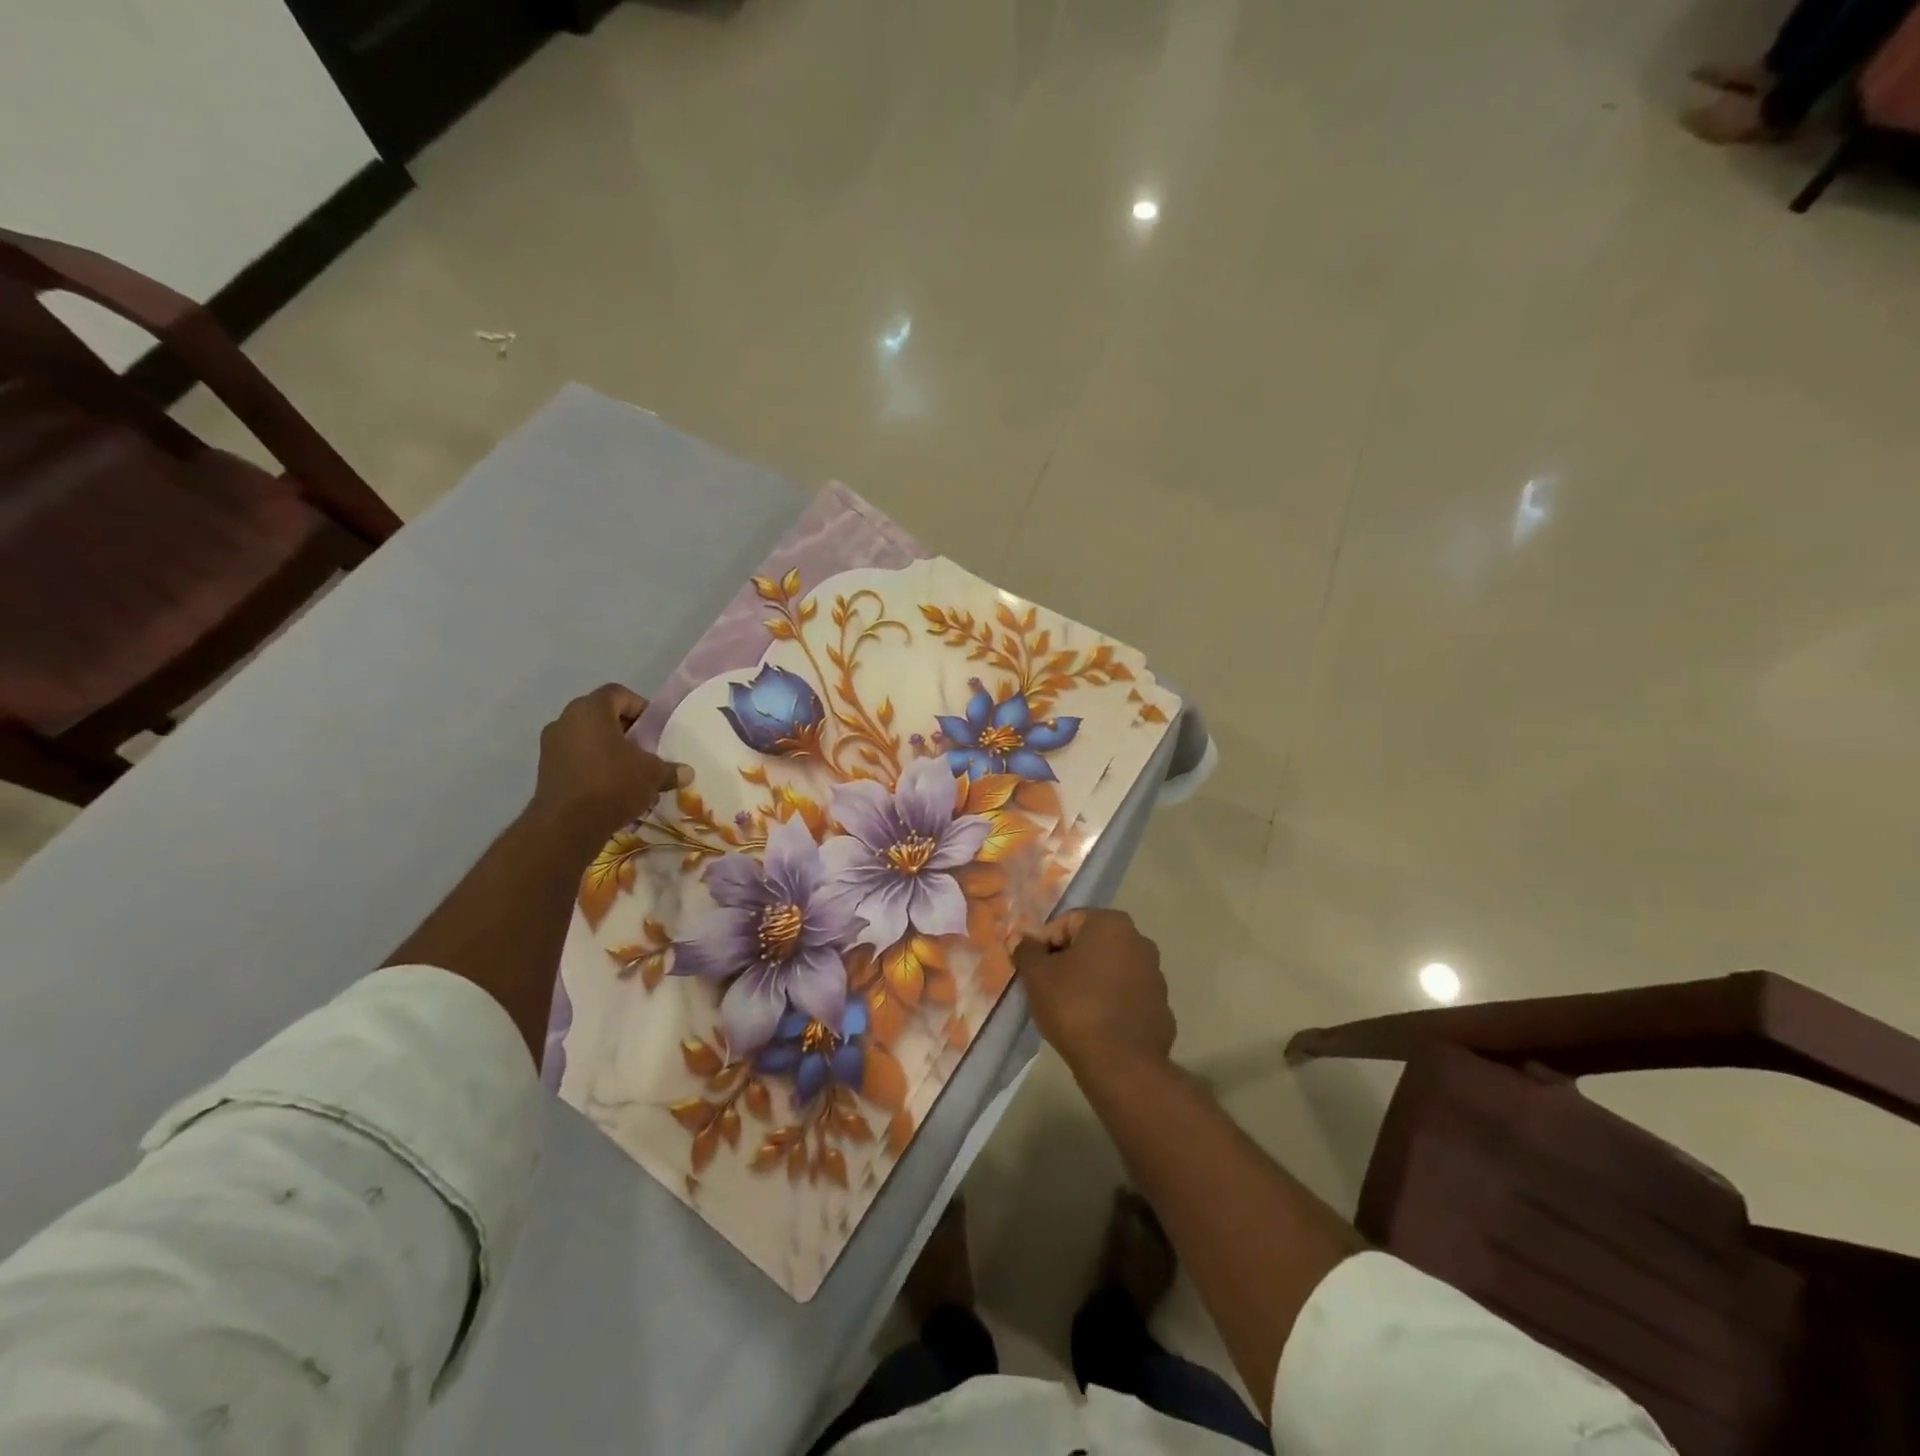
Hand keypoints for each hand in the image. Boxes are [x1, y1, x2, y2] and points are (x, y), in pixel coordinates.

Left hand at [533, 684, 688, 840]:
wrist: (566, 825)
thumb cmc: (613, 784)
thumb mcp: (652, 774)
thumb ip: (670, 769)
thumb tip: (687, 772)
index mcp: (591, 710)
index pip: (618, 693)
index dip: (640, 706)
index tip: (654, 728)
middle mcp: (566, 720)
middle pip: (600, 713)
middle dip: (625, 728)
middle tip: (644, 747)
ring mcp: (551, 744)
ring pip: (586, 735)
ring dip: (607, 746)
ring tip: (629, 768)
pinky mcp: (545, 768)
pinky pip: (575, 755)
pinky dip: (592, 762)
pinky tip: (610, 784)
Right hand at [1014, 909, 1174, 1077]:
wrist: (1121, 1065)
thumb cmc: (1075, 1007)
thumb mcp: (1037, 976)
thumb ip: (1026, 950)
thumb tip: (1022, 939)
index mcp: (1111, 924)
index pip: (1067, 922)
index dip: (1045, 944)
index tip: (1034, 970)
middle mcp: (1139, 941)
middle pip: (1091, 944)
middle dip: (1069, 961)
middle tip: (1049, 987)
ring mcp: (1155, 975)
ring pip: (1111, 970)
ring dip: (1091, 981)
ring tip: (1071, 1009)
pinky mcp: (1161, 1007)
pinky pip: (1126, 996)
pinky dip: (1111, 1003)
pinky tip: (1096, 1025)